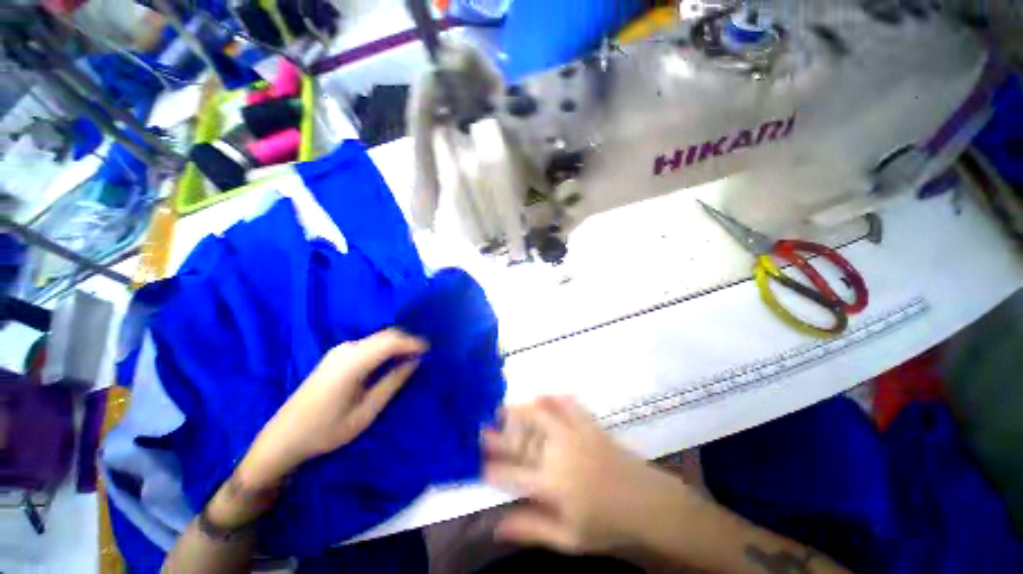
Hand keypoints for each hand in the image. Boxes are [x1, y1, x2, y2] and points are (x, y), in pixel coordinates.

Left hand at [237, 329, 427, 489]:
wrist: (283, 438)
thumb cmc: (326, 430)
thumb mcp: (366, 411)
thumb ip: (392, 382)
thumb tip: (414, 361)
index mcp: (352, 363)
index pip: (391, 342)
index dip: (413, 342)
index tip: (430, 350)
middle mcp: (346, 349)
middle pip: (385, 336)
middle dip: (407, 341)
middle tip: (423, 355)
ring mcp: (339, 351)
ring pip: (377, 339)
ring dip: (396, 344)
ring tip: (411, 358)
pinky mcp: (336, 356)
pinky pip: (368, 345)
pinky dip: (384, 348)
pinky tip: (390, 361)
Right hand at [482, 397, 705, 556]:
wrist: (648, 503)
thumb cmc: (608, 525)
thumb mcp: (569, 538)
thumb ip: (532, 528)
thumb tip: (497, 526)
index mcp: (551, 484)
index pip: (511, 474)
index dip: (491, 468)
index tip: (477, 462)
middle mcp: (558, 453)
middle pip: (521, 439)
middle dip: (499, 433)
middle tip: (484, 426)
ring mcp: (575, 435)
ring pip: (542, 415)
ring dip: (521, 410)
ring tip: (506, 407)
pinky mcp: (590, 425)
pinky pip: (569, 405)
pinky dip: (555, 398)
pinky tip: (545, 394)